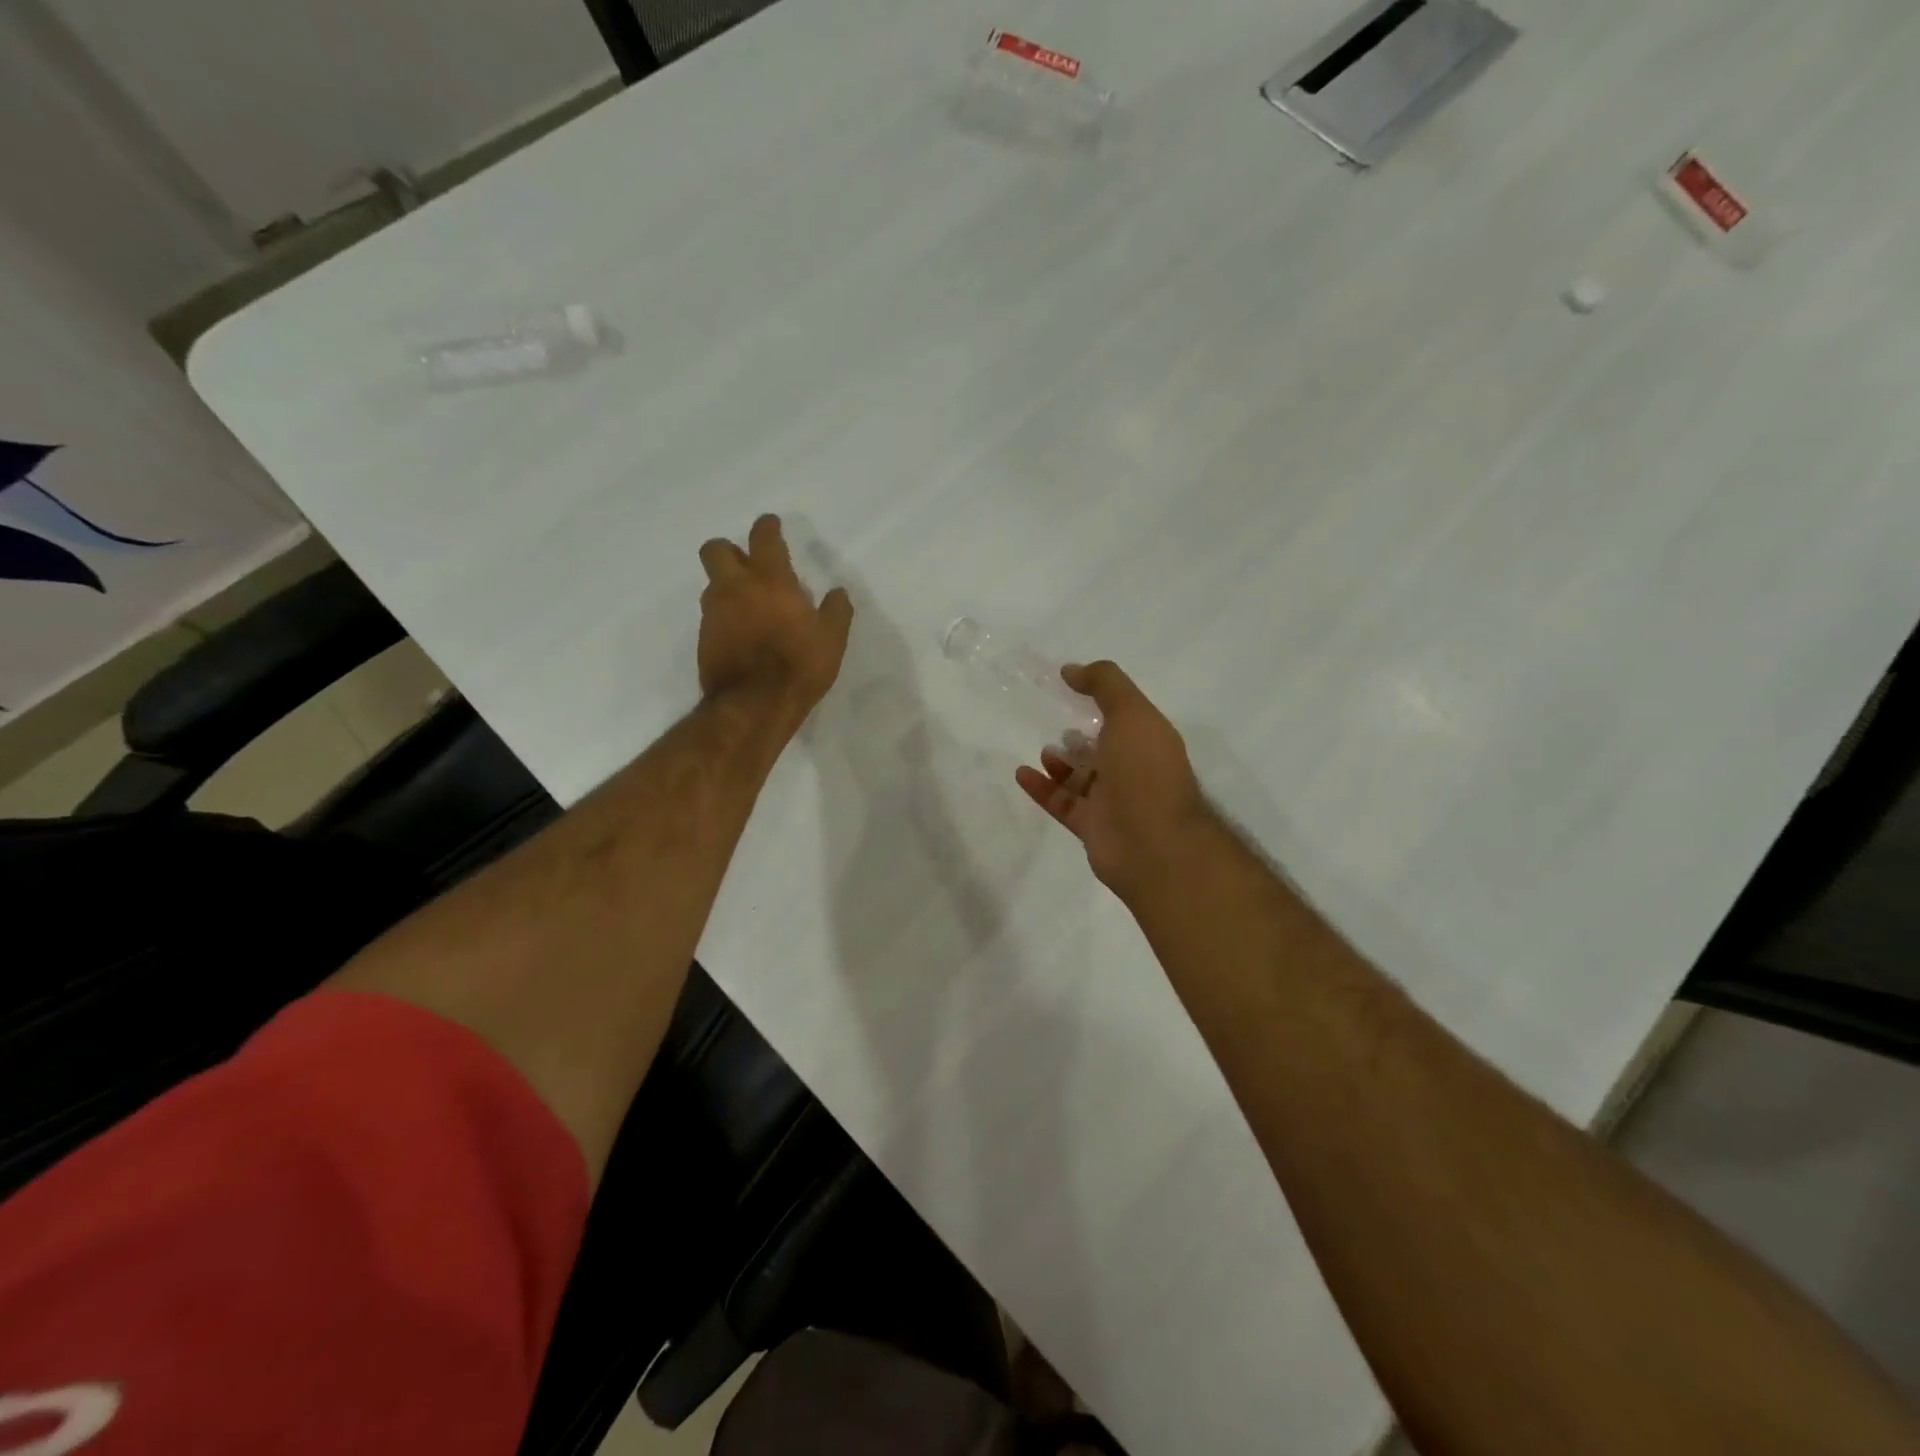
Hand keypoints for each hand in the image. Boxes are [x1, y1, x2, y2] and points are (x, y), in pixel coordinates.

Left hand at [698, 514, 853, 727]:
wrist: (753, 705)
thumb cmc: (798, 665)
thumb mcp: (832, 639)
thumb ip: (836, 611)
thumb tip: (838, 592)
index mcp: (770, 580)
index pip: (763, 538)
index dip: (766, 527)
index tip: (771, 525)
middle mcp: (735, 588)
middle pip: (717, 550)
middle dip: (730, 550)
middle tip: (748, 563)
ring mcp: (714, 614)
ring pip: (712, 584)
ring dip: (727, 585)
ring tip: (749, 603)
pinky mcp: (703, 639)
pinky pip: (712, 616)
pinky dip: (725, 617)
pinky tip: (741, 633)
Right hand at [1015, 660, 1211, 902]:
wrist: (1153, 844)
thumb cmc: (1144, 771)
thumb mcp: (1131, 713)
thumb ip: (1104, 684)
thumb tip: (1071, 669)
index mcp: (1150, 741)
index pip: (1127, 715)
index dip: (1103, 699)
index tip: (1072, 686)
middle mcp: (1134, 770)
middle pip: (1105, 748)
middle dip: (1084, 736)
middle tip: (1058, 723)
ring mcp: (1114, 802)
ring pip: (1083, 778)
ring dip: (1062, 763)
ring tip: (1044, 749)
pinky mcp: (1092, 827)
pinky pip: (1062, 803)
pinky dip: (1043, 788)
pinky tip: (1022, 773)